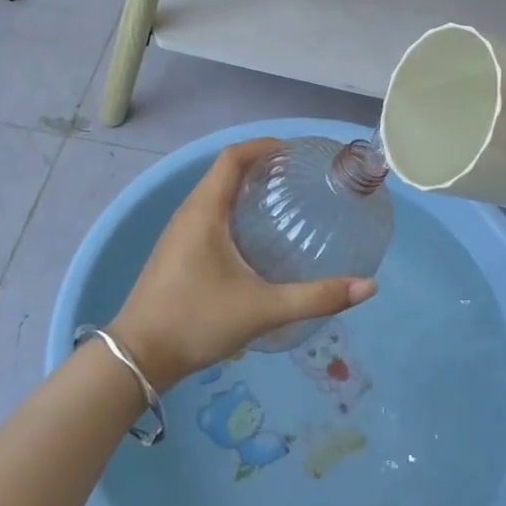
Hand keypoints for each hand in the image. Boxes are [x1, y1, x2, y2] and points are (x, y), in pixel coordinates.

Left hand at [108, 138, 375, 388]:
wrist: (137, 359)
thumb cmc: (196, 321)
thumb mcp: (262, 309)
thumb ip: (315, 297)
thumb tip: (368, 287)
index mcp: (205, 211)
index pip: (233, 157)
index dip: (263, 146)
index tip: (294, 152)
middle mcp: (189, 213)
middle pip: (224, 171)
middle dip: (260, 165)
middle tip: (297, 177)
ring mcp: (178, 233)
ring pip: (214, 193)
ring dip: (245, 187)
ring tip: (282, 201)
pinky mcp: (175, 252)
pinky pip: (207, 213)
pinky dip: (233, 209)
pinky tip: (254, 237)